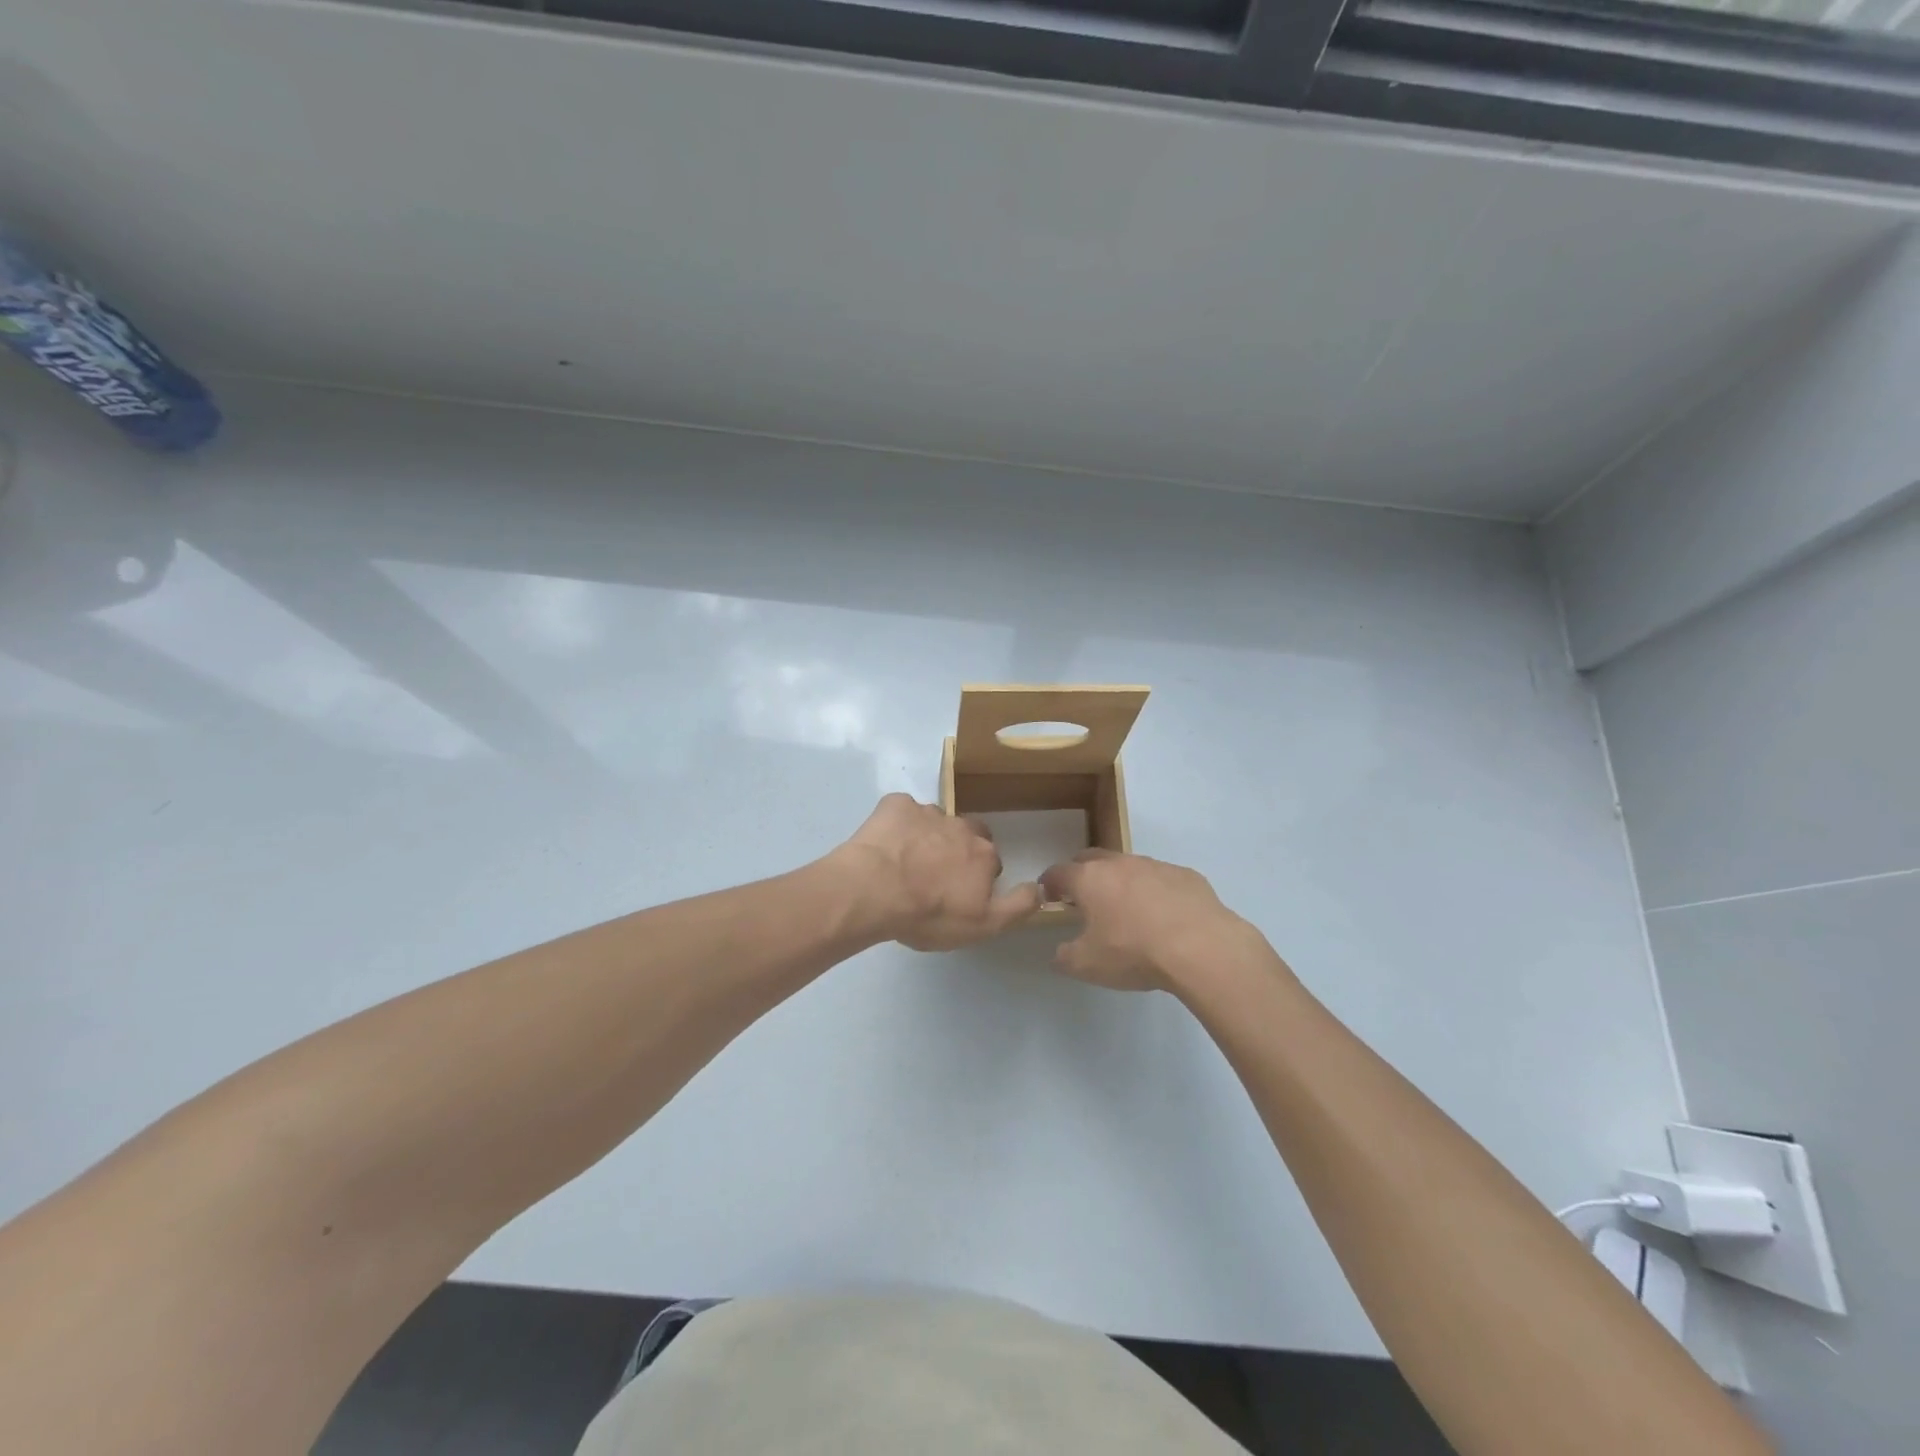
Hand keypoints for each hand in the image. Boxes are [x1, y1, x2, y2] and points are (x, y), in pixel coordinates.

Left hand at [831, 794, 1041, 950]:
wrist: (873, 889)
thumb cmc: (929, 913)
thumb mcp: (983, 925)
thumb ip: (1018, 906)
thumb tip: (1041, 887)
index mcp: (983, 853)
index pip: (990, 861)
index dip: (976, 878)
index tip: (958, 895)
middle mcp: (960, 826)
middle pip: (966, 834)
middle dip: (956, 850)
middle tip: (934, 876)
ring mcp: (926, 812)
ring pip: (934, 822)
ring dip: (926, 837)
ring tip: (905, 863)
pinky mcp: (895, 805)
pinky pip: (902, 811)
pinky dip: (897, 824)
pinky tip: (885, 845)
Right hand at [1039, 849, 1254, 990]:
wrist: (1201, 947)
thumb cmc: (1134, 952)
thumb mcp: (1088, 965)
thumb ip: (1065, 957)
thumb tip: (1060, 952)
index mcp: (1089, 879)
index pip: (1058, 872)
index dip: (1050, 883)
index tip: (1049, 896)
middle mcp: (1120, 864)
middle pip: (1091, 858)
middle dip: (1082, 873)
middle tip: (1084, 898)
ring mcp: (1155, 865)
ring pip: (1129, 866)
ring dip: (1121, 881)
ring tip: (1127, 908)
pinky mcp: (1186, 875)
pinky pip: (1162, 878)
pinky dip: (1155, 891)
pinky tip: (1164, 916)